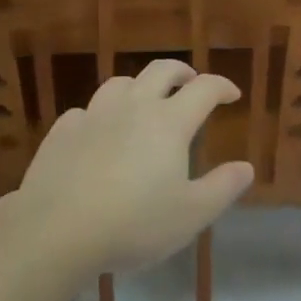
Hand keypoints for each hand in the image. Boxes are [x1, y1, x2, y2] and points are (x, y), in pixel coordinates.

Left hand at [18, 59, 252, 273]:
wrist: (54, 230)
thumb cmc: (133, 223)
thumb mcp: (190, 215)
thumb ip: (222, 188)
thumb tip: (246, 167)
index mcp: (169, 122)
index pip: (204, 88)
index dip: (222, 86)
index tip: (232, 94)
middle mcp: (134, 107)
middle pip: (161, 70)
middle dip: (182, 72)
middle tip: (191, 82)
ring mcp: (94, 115)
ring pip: (121, 83)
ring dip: (140, 86)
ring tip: (145, 102)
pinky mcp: (62, 131)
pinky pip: (86, 111)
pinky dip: (101, 116)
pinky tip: (99, 133)